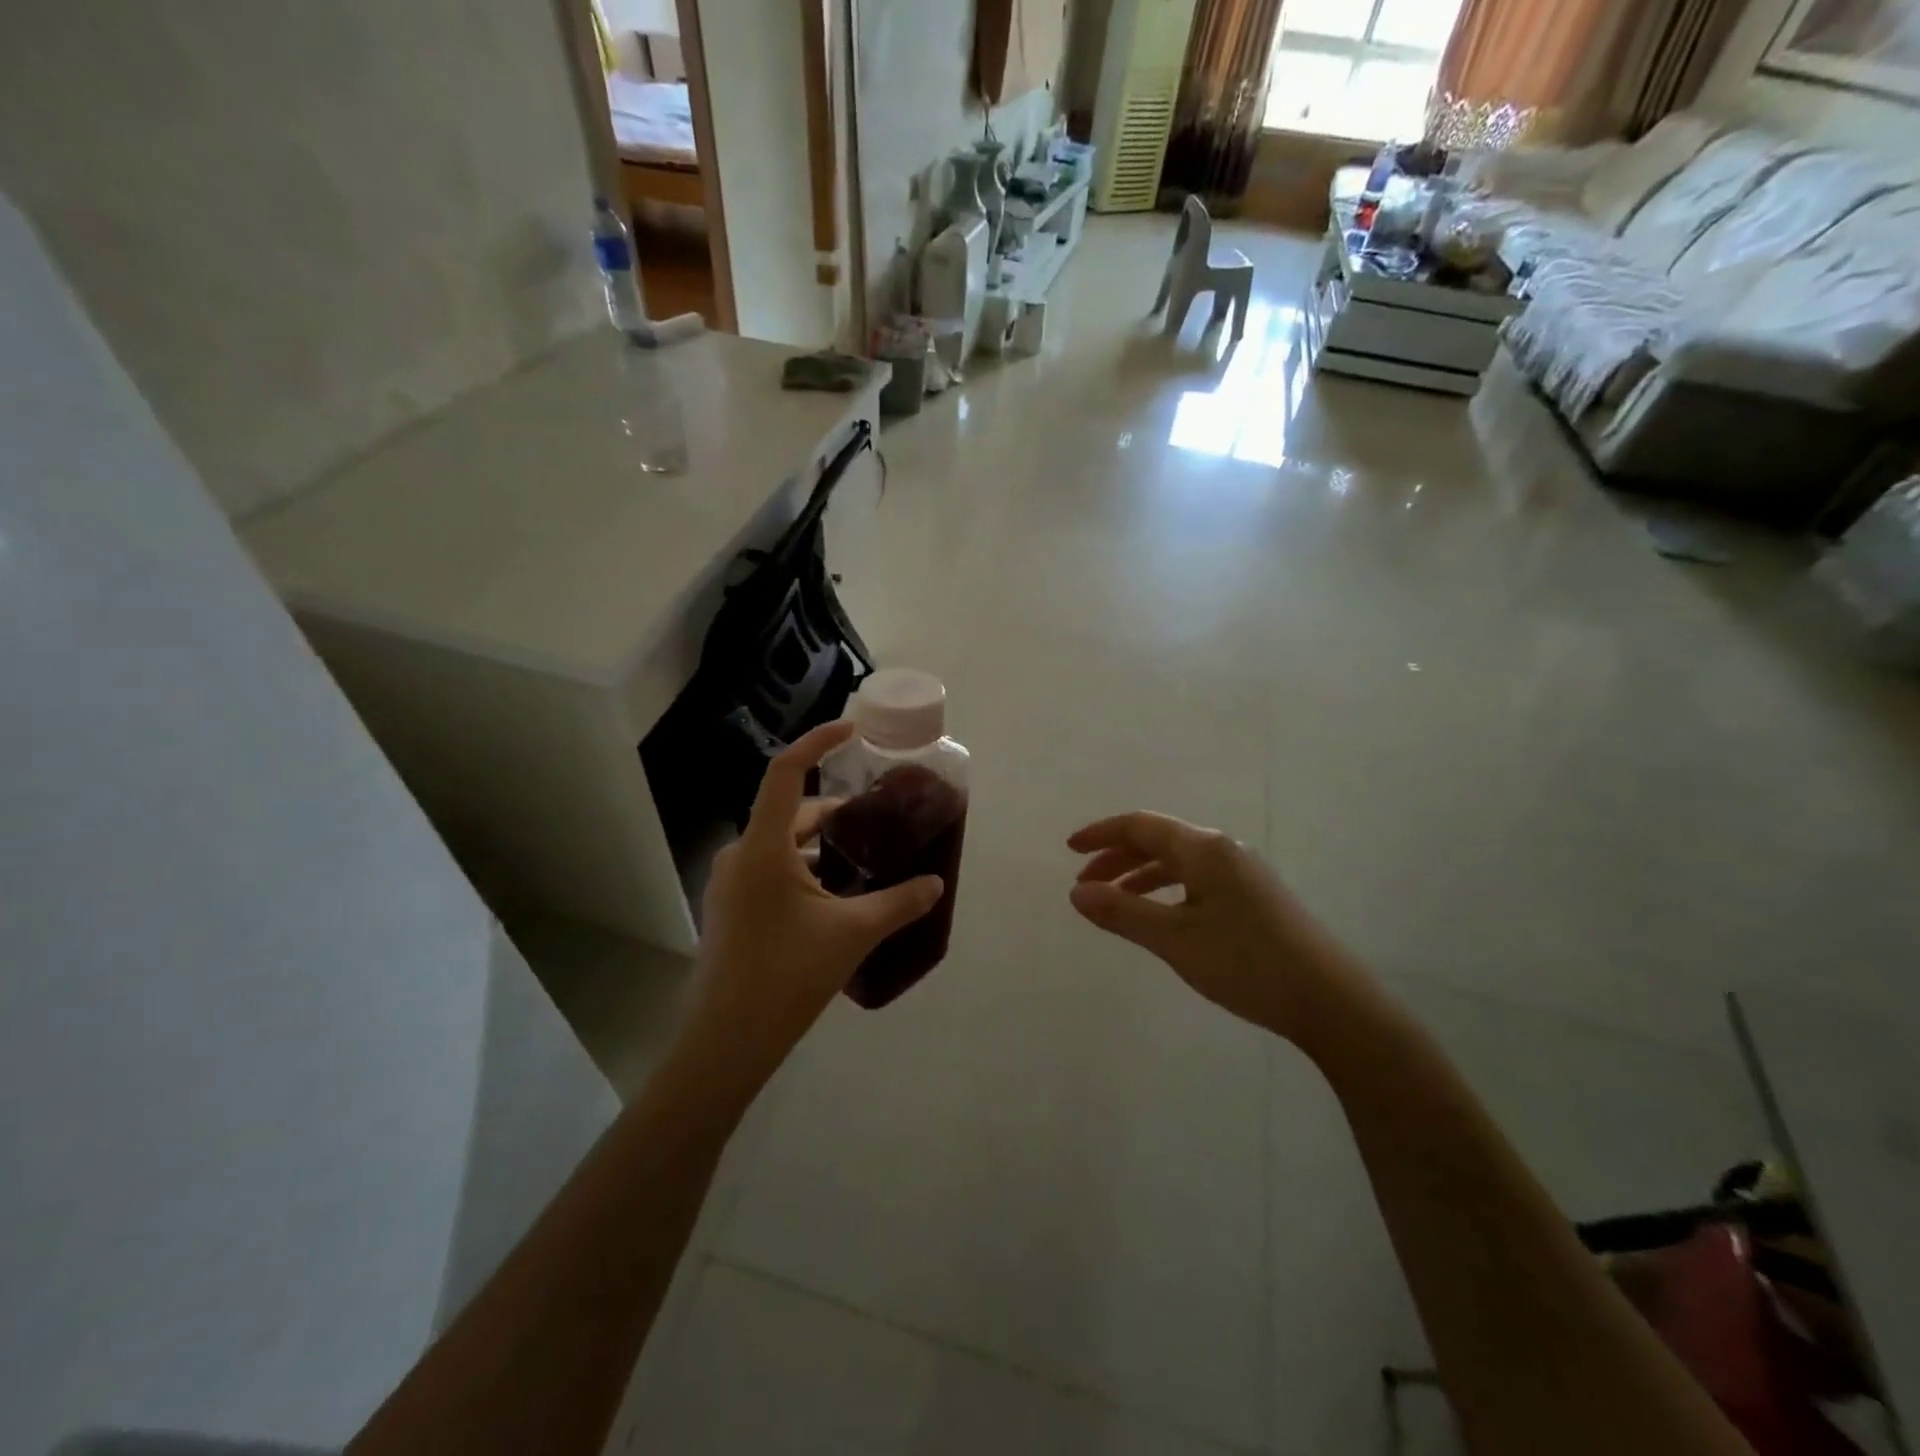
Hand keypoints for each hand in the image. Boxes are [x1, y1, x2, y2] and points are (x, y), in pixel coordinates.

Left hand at [683, 721, 943, 1089]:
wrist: (726, 1042)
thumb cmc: (787, 976)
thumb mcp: (852, 934)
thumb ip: (899, 903)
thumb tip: (936, 884)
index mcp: (763, 848)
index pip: (787, 772)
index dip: (818, 742)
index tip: (851, 730)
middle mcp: (741, 855)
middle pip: (790, 812)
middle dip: (835, 811)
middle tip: (878, 818)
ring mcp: (731, 883)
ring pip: (782, 845)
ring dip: (821, 845)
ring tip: (864, 859)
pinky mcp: (731, 908)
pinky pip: (772, 870)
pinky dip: (805, 869)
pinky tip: (836, 896)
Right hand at [1067, 812, 1365, 1045]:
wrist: (1329, 1000)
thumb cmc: (1246, 963)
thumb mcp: (1174, 940)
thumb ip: (1122, 913)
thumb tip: (1076, 893)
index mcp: (1203, 849)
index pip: (1141, 826)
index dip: (1101, 834)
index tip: (1069, 849)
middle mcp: (1223, 850)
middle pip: (1159, 840)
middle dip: (1117, 857)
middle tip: (1085, 883)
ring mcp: (1242, 872)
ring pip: (1178, 862)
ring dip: (1140, 875)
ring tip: (1113, 901)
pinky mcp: (1254, 896)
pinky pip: (1196, 879)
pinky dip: (1165, 890)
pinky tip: (1158, 915)